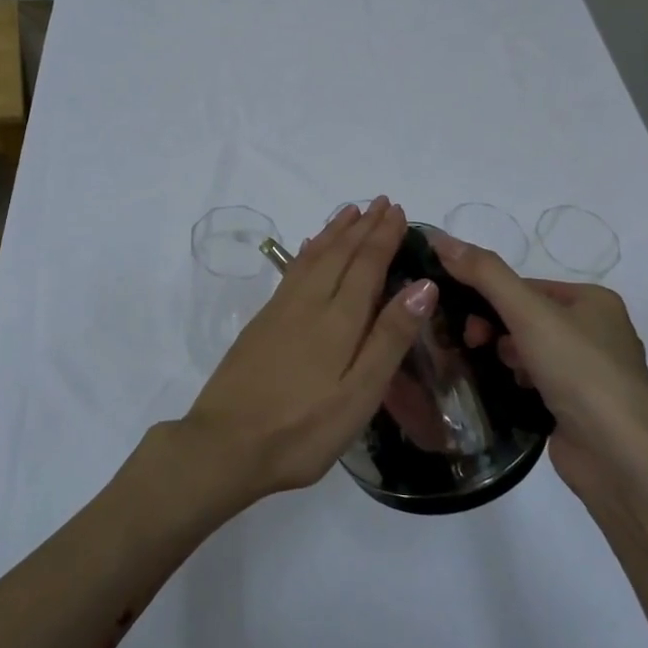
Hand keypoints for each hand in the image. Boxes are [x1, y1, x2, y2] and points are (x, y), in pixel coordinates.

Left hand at [168, 198, 436, 513]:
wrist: (224, 445)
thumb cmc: (302, 430)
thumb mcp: (359, 395)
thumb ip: (389, 339)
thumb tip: (422, 286)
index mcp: (338, 320)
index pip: (366, 265)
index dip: (383, 236)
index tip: (397, 210)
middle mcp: (308, 304)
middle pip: (339, 254)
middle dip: (362, 226)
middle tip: (380, 202)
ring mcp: (280, 312)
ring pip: (312, 258)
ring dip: (333, 232)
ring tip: (348, 212)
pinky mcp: (261, 324)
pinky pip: (292, 272)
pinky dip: (306, 252)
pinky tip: (308, 249)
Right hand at [430, 231, 647, 502]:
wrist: (621, 460)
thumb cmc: (580, 373)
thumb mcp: (529, 314)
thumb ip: (484, 274)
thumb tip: (438, 237)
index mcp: (593, 300)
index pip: (525, 285)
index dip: (489, 296)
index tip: (463, 317)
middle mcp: (596, 331)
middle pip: (525, 316)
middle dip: (495, 328)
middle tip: (473, 344)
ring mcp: (588, 373)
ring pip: (527, 350)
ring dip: (505, 357)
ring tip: (497, 372)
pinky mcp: (577, 407)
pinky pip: (534, 381)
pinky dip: (516, 383)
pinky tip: (506, 393)